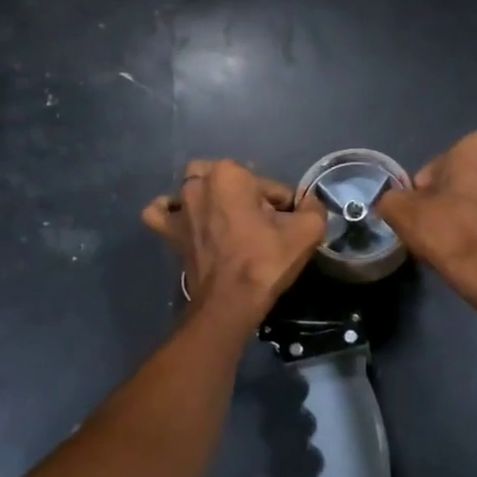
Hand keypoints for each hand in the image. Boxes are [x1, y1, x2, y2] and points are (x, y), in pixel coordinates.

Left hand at [143, 160, 325, 326]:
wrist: (229, 303)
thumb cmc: (265, 263)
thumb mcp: (306, 232)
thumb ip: (314, 207)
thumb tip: (309, 201)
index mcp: (230, 174)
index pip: (269, 184)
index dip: (284, 206)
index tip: (287, 228)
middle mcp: (199, 183)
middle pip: (233, 180)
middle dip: (248, 195)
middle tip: (261, 224)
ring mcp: (179, 207)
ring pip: (195, 189)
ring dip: (211, 199)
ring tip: (228, 222)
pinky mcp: (168, 231)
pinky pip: (162, 212)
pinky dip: (172, 212)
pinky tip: (187, 221)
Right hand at [377, 131, 476, 297]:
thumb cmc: (445, 228)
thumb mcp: (400, 209)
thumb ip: (390, 198)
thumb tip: (392, 202)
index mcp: (476, 146)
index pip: (433, 166)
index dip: (420, 189)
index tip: (417, 210)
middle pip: (455, 178)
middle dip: (442, 195)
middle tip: (429, 221)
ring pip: (473, 195)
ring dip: (458, 208)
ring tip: (445, 235)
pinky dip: (474, 222)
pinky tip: (462, 242)